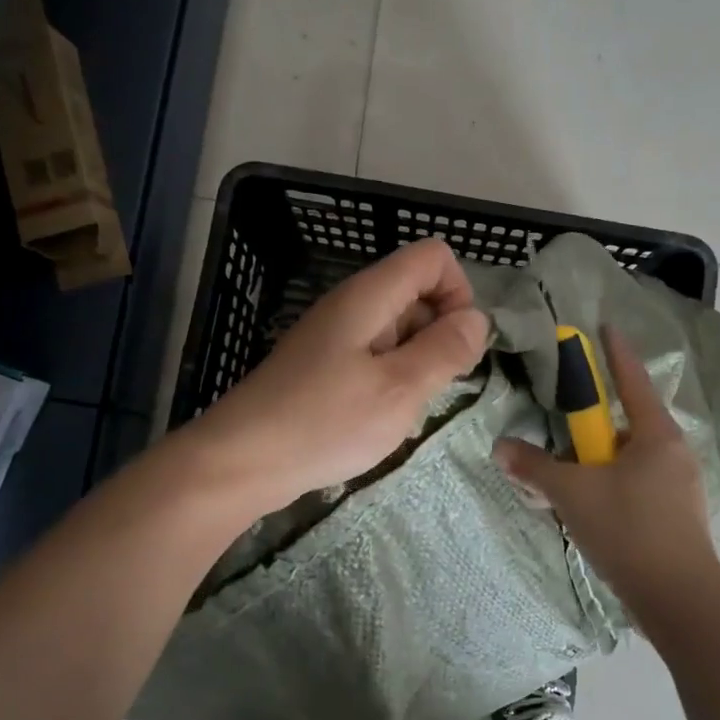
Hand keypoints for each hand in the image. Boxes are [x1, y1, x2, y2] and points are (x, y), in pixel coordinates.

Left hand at [191, 239, 489, 511]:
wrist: (241, 461)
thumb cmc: (325, 422)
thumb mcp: (400, 389)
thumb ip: (445, 350)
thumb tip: (478, 319)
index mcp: (370, 296)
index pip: (433, 257)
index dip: (458, 293)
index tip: (456, 345)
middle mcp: (352, 305)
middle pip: (417, 291)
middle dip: (441, 333)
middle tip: (434, 387)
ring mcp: (335, 336)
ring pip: (399, 329)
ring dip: (418, 362)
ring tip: (406, 409)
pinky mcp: (324, 366)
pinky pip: (376, 356)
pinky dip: (392, 379)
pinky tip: (382, 418)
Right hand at [492, 326, 719, 633]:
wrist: (680, 602)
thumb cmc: (629, 531)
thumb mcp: (572, 494)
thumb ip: (534, 467)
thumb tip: (501, 448)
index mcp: (656, 434)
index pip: (632, 380)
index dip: (615, 352)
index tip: (603, 327)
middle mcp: (673, 452)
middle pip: (627, 422)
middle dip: (593, 421)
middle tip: (561, 421)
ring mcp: (678, 486)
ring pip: (629, 458)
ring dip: (597, 460)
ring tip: (564, 473)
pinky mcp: (675, 515)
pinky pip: (635, 484)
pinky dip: (609, 484)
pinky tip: (586, 505)